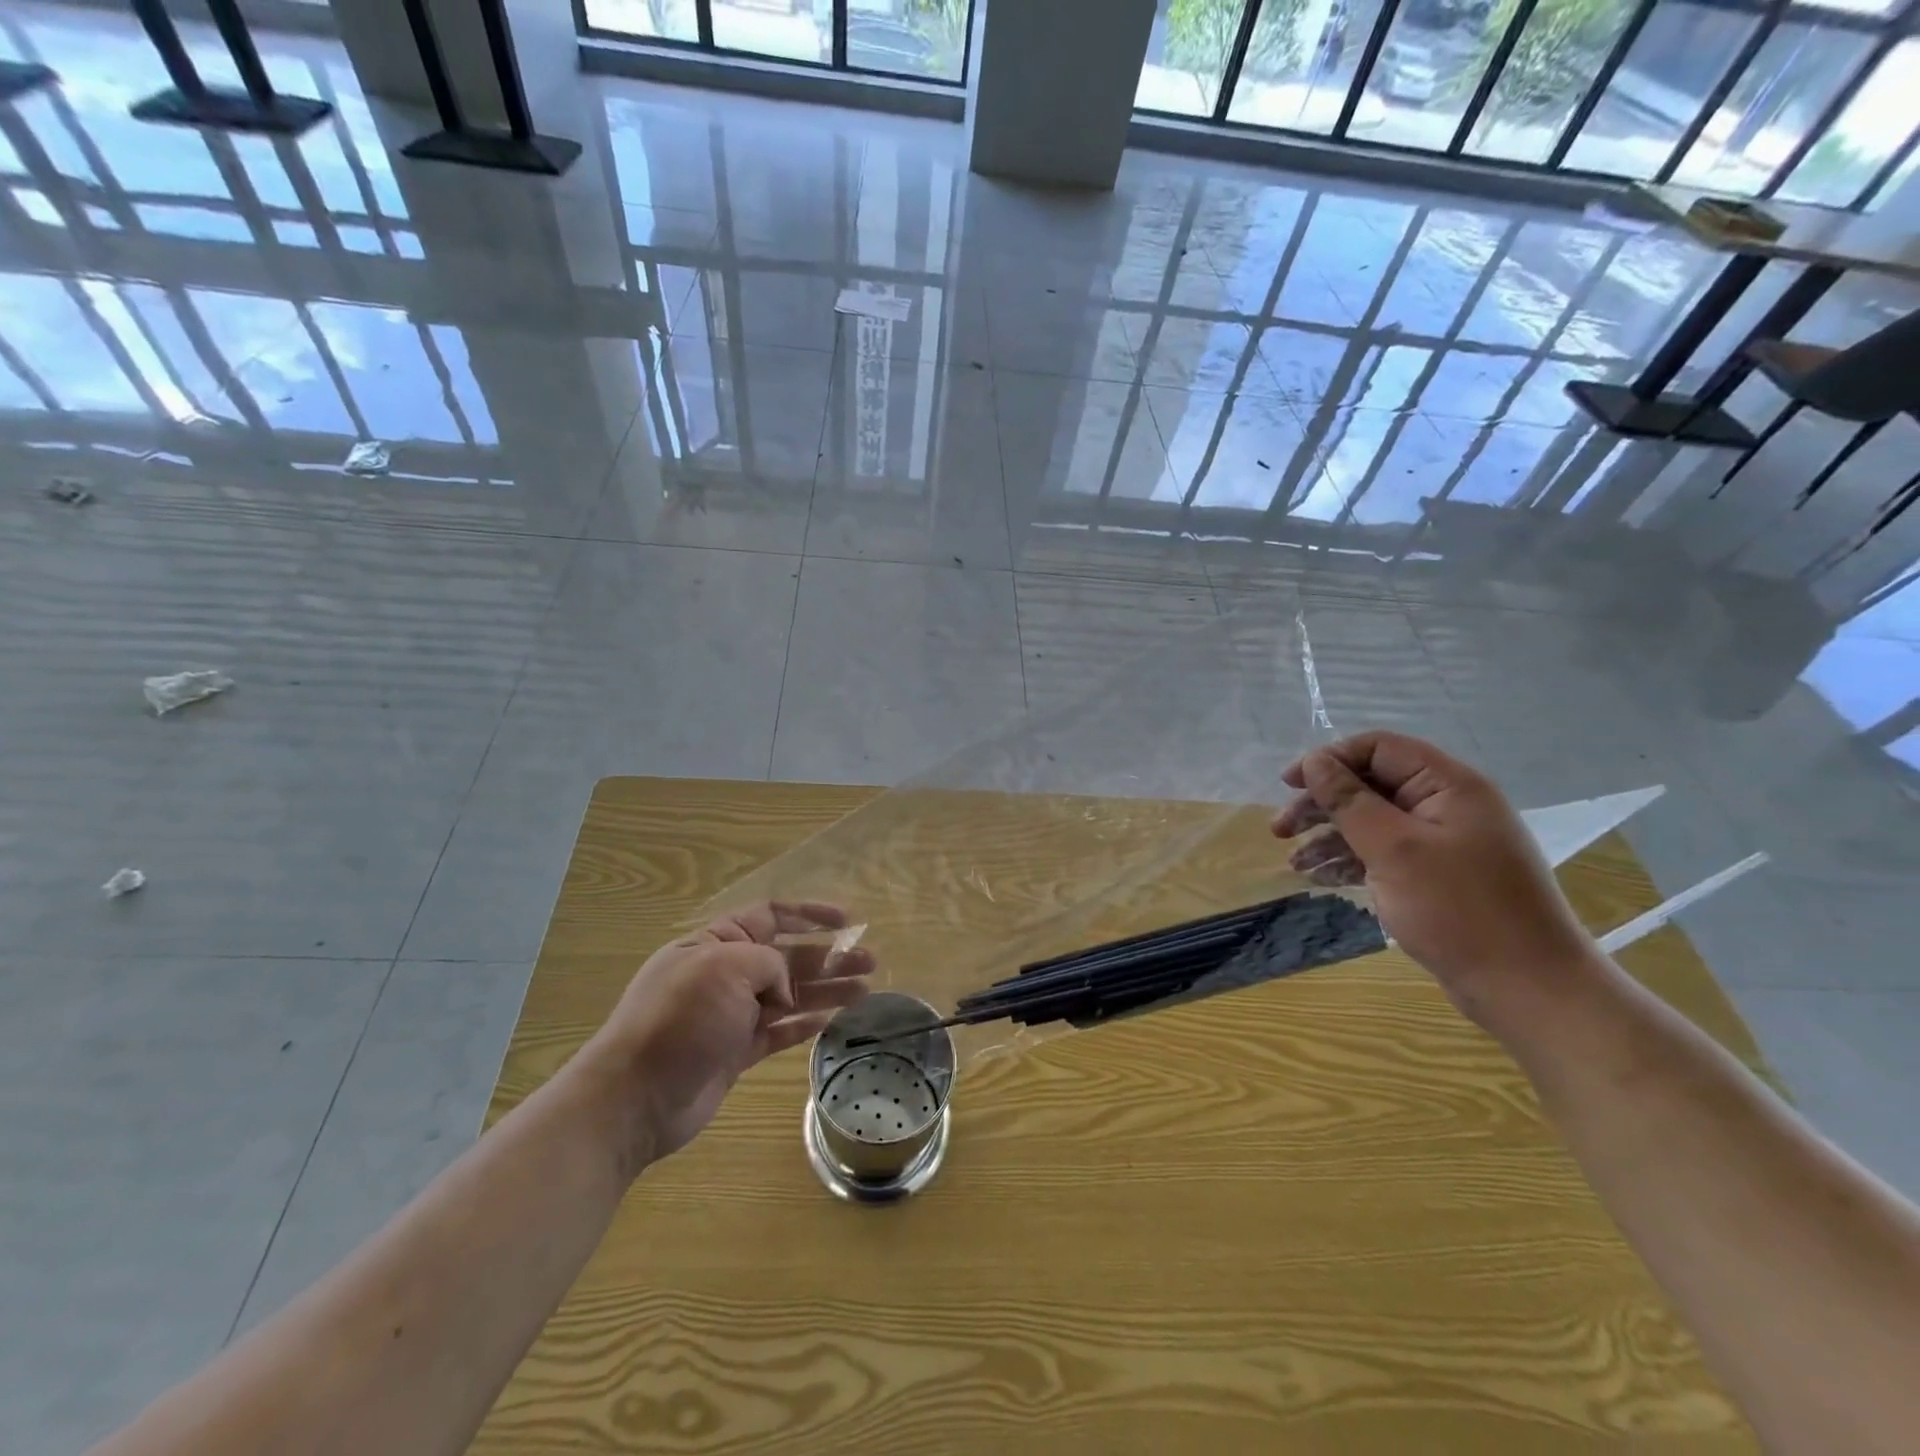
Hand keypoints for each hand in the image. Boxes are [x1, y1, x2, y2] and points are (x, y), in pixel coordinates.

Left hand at [578, 901, 873, 1166]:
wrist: (634, 1098)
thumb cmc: (680, 1019)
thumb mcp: (725, 968)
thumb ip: (768, 964)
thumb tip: (783, 990)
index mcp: (717, 943)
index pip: (770, 915)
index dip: (809, 913)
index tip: (847, 919)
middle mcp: (726, 974)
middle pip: (788, 956)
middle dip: (829, 956)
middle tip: (870, 961)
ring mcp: (731, 1015)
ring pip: (790, 995)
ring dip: (827, 989)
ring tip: (867, 990)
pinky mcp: (736, 1052)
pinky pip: (779, 1031)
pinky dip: (805, 1024)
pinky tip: (833, 1020)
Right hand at [1270, 731, 1601, 1027]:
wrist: (1528, 989)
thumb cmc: (1459, 910)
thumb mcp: (1393, 849)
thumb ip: (1349, 800)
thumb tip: (1315, 761)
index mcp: (1448, 785)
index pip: (1378, 749)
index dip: (1329, 760)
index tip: (1289, 785)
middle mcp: (1447, 805)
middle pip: (1371, 785)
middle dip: (1322, 803)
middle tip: (1280, 829)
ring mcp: (1444, 842)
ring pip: (1373, 821)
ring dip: (1330, 836)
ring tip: (1294, 861)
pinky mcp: (1438, 875)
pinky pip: (1385, 853)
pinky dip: (1351, 861)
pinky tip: (1320, 878)